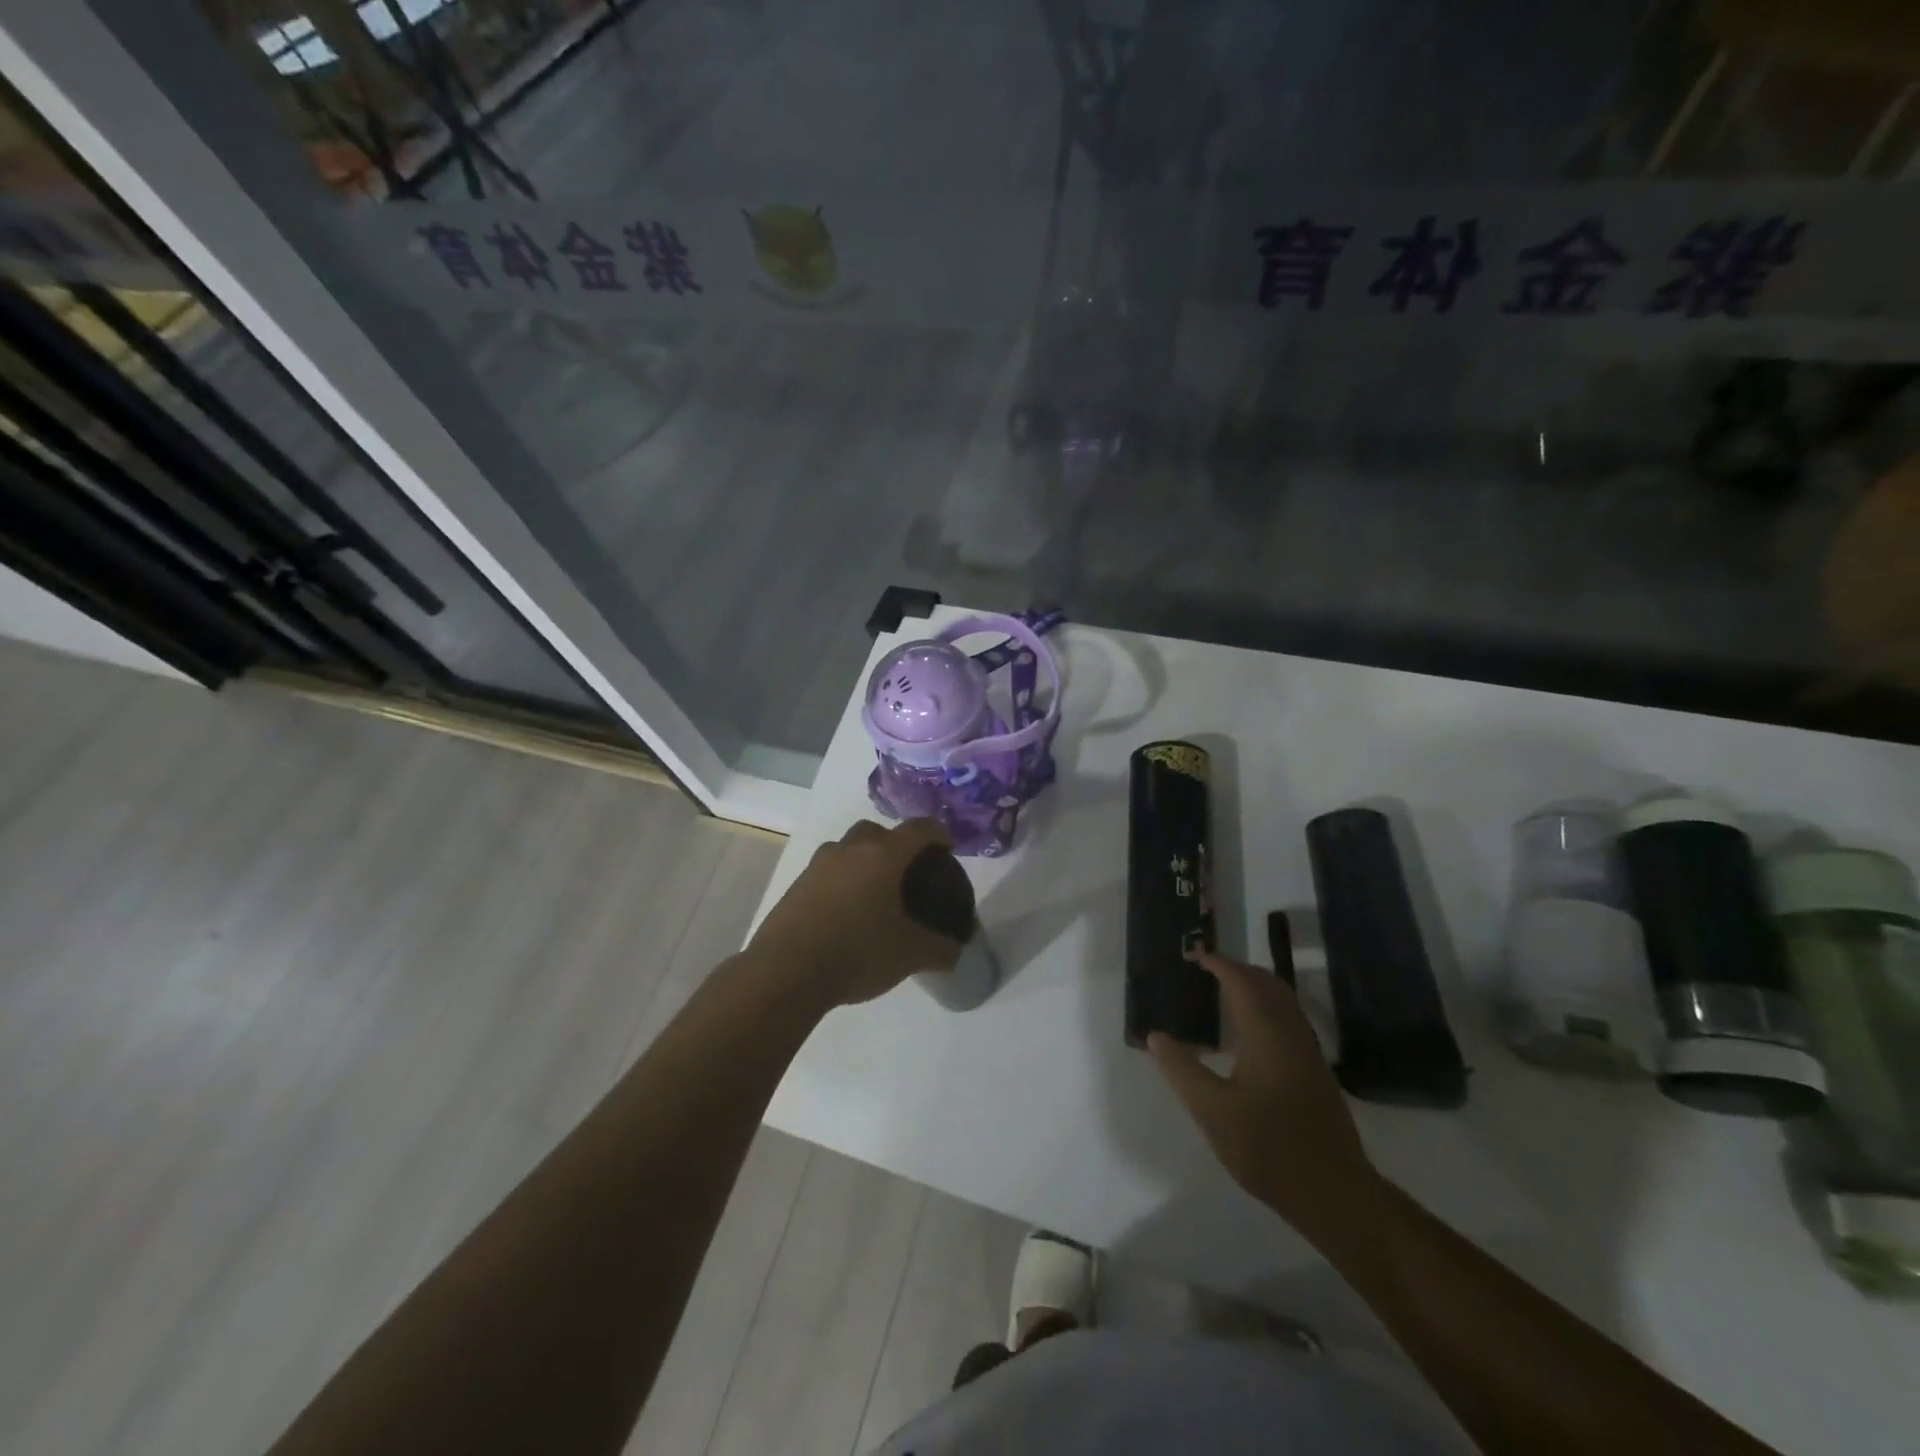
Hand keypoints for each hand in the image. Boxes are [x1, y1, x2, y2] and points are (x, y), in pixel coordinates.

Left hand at [746, 818, 965, 1010]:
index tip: (948, 848)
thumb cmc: (857, 952)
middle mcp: (849, 850)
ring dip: (864, 860)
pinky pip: (828, 872)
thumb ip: (940, 949)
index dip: (938, 833)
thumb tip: (955, 950)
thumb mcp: (910, 955)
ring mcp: (818, 865)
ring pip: (847, 849)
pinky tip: (847, 913)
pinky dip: (842, 881)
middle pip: (877, 831)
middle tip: (907, 872)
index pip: (918, 829)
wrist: (785, 972)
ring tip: (875, 893)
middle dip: (895, 843)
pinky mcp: (796, 886)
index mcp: (883, 856)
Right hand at [1149, 952, 1382, 1246]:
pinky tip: (1246, 1031)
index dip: (1219, 963)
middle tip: (1206, 968)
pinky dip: (1265, 1006)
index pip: (1241, 982)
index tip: (1194, 954)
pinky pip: (1288, 1018)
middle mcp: (1292, 1033)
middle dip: (1238, 969)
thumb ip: (1182, 1070)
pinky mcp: (1314, 1071)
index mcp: (1267, 1034)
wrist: (1334, 1192)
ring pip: (1283, 1001)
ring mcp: (1308, 1052)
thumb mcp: (1212, 1111)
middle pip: (1268, 984)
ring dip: (1254, 986)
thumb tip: (1156, 1036)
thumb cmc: (1268, 1148)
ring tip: (1221, 990)